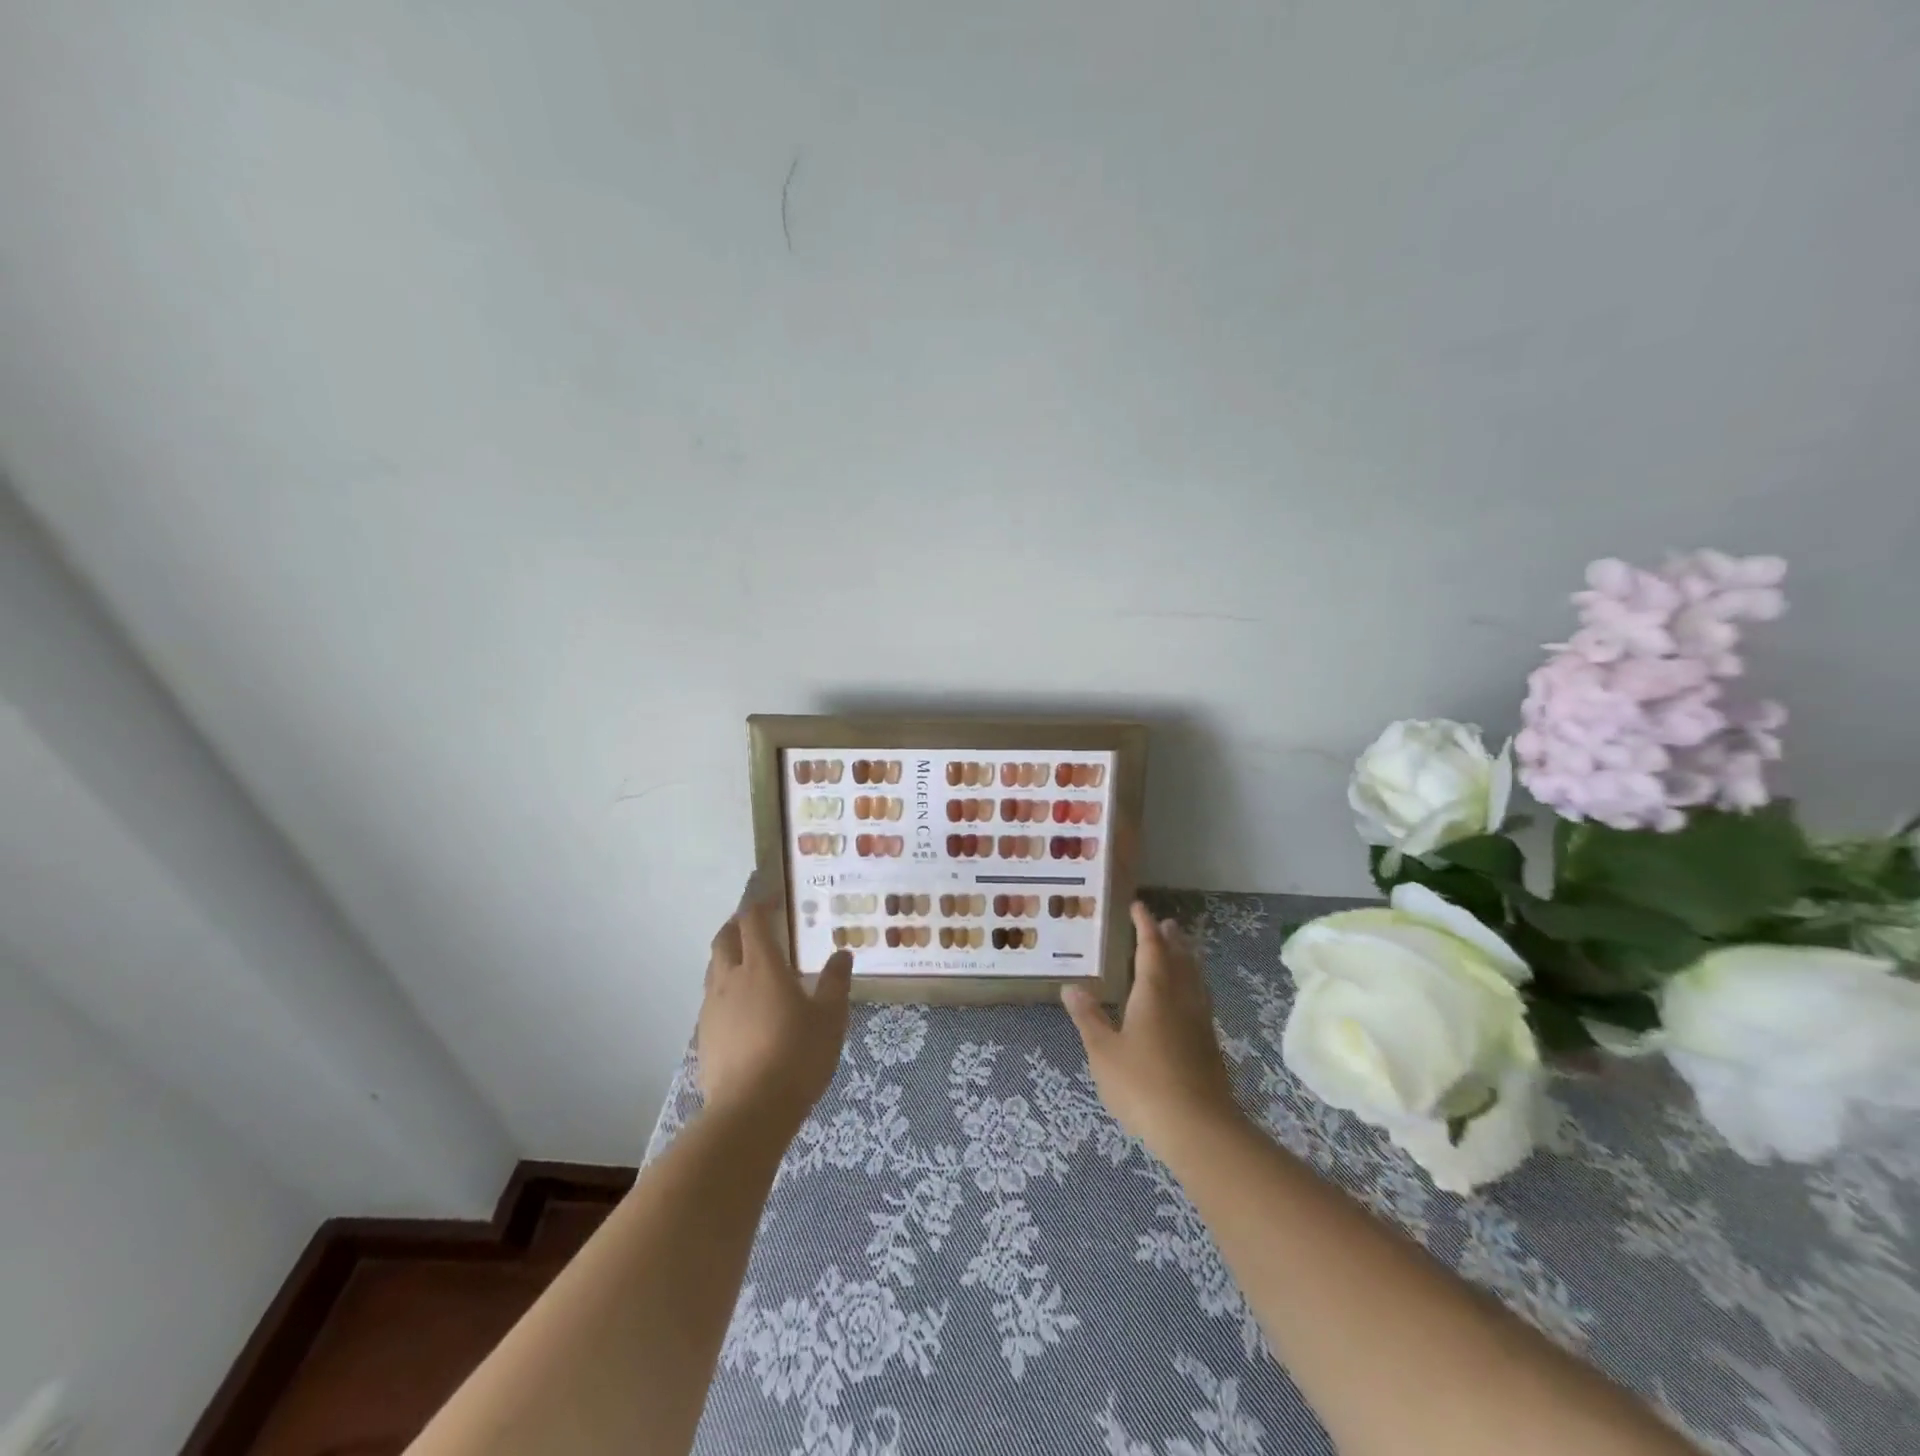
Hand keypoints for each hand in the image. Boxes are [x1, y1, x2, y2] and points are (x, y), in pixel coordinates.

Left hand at [697, 892, 852, 1131]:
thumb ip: (835, 982)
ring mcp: (712, 1009)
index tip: (771, 897)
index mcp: (762, 967)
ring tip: (749, 965)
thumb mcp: (830, 1018)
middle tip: (756, 924)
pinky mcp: (704, 1037)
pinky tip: (742, 1009)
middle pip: (724, 939)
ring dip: (728, 957)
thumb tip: (842, 954)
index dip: (759, 904)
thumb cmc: (797, 1055)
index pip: (752, 921)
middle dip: (737, 925)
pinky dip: (725, 990)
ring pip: (714, 969)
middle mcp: (731, 979)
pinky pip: (712, 1000)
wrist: (749, 1112)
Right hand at [1063, 902, 1240, 1155]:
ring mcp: (1199, 1022)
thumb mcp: (1103, 1051)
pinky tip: (1186, 1000)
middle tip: (1165, 923)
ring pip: (1194, 979)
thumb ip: (1089, 1018)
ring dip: (1186, 959)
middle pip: (1179, 959)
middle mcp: (1181, 999)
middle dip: (1171, 939)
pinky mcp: (1209, 1046)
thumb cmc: (1143, 1084)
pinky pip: (1199, 999)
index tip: (1139, 907)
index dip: (1144, 926)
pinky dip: (1191, 985)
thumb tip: (1072, 987)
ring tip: (1180, 951)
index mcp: (1154, 992)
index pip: (1151, 947)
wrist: (1199, 1128)